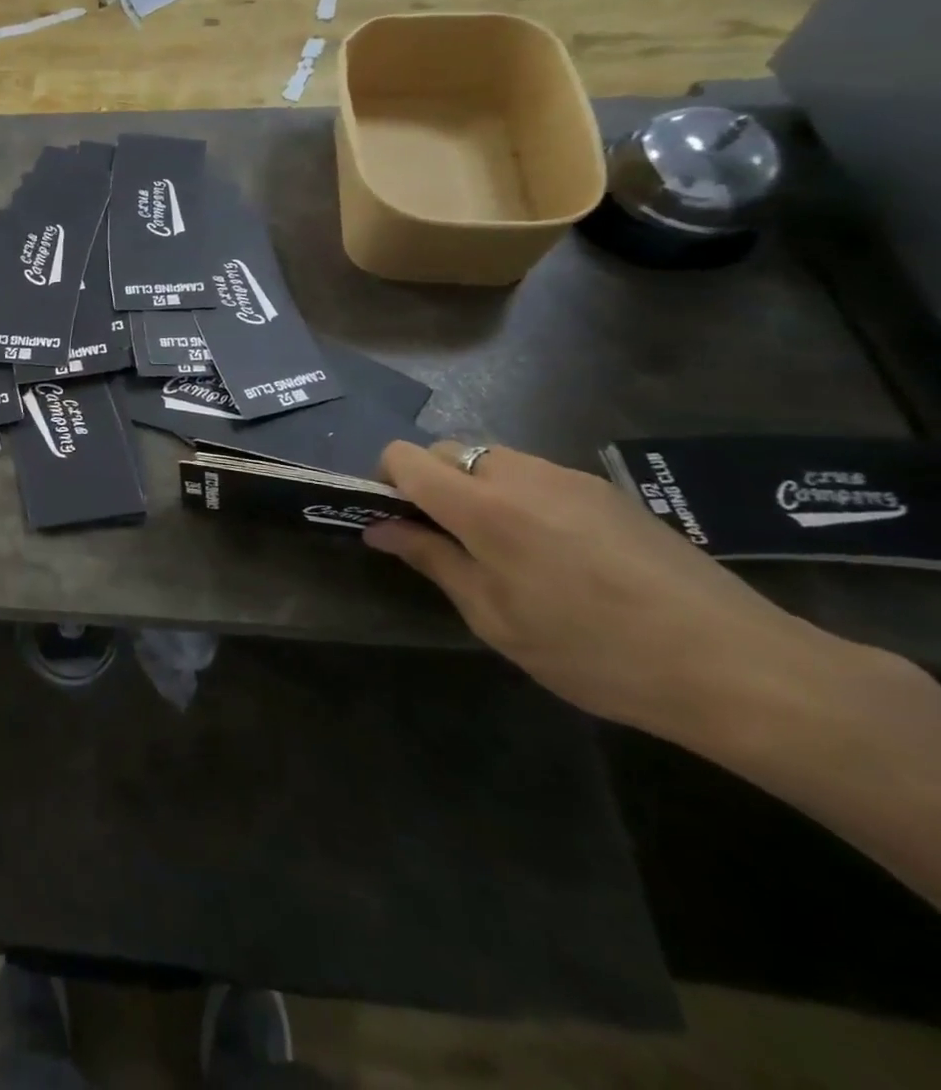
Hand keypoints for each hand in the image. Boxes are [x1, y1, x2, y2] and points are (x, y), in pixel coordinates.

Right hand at [365, 440, 800, 736]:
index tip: (393, 520)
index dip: (384, 479)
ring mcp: (570, 477)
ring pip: (492, 459)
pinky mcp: (606, 490)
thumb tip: (379, 528)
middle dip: (430, 484)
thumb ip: (431, 560)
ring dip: (475, 489)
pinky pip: (536, 475)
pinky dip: (518, 496)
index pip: (404, 456)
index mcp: (483, 506)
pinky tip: (554, 552)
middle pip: (446, 451)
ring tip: (503, 550)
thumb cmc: (594, 651)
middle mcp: (521, 474)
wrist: (738, 666)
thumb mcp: (494, 617)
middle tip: (446, 541)